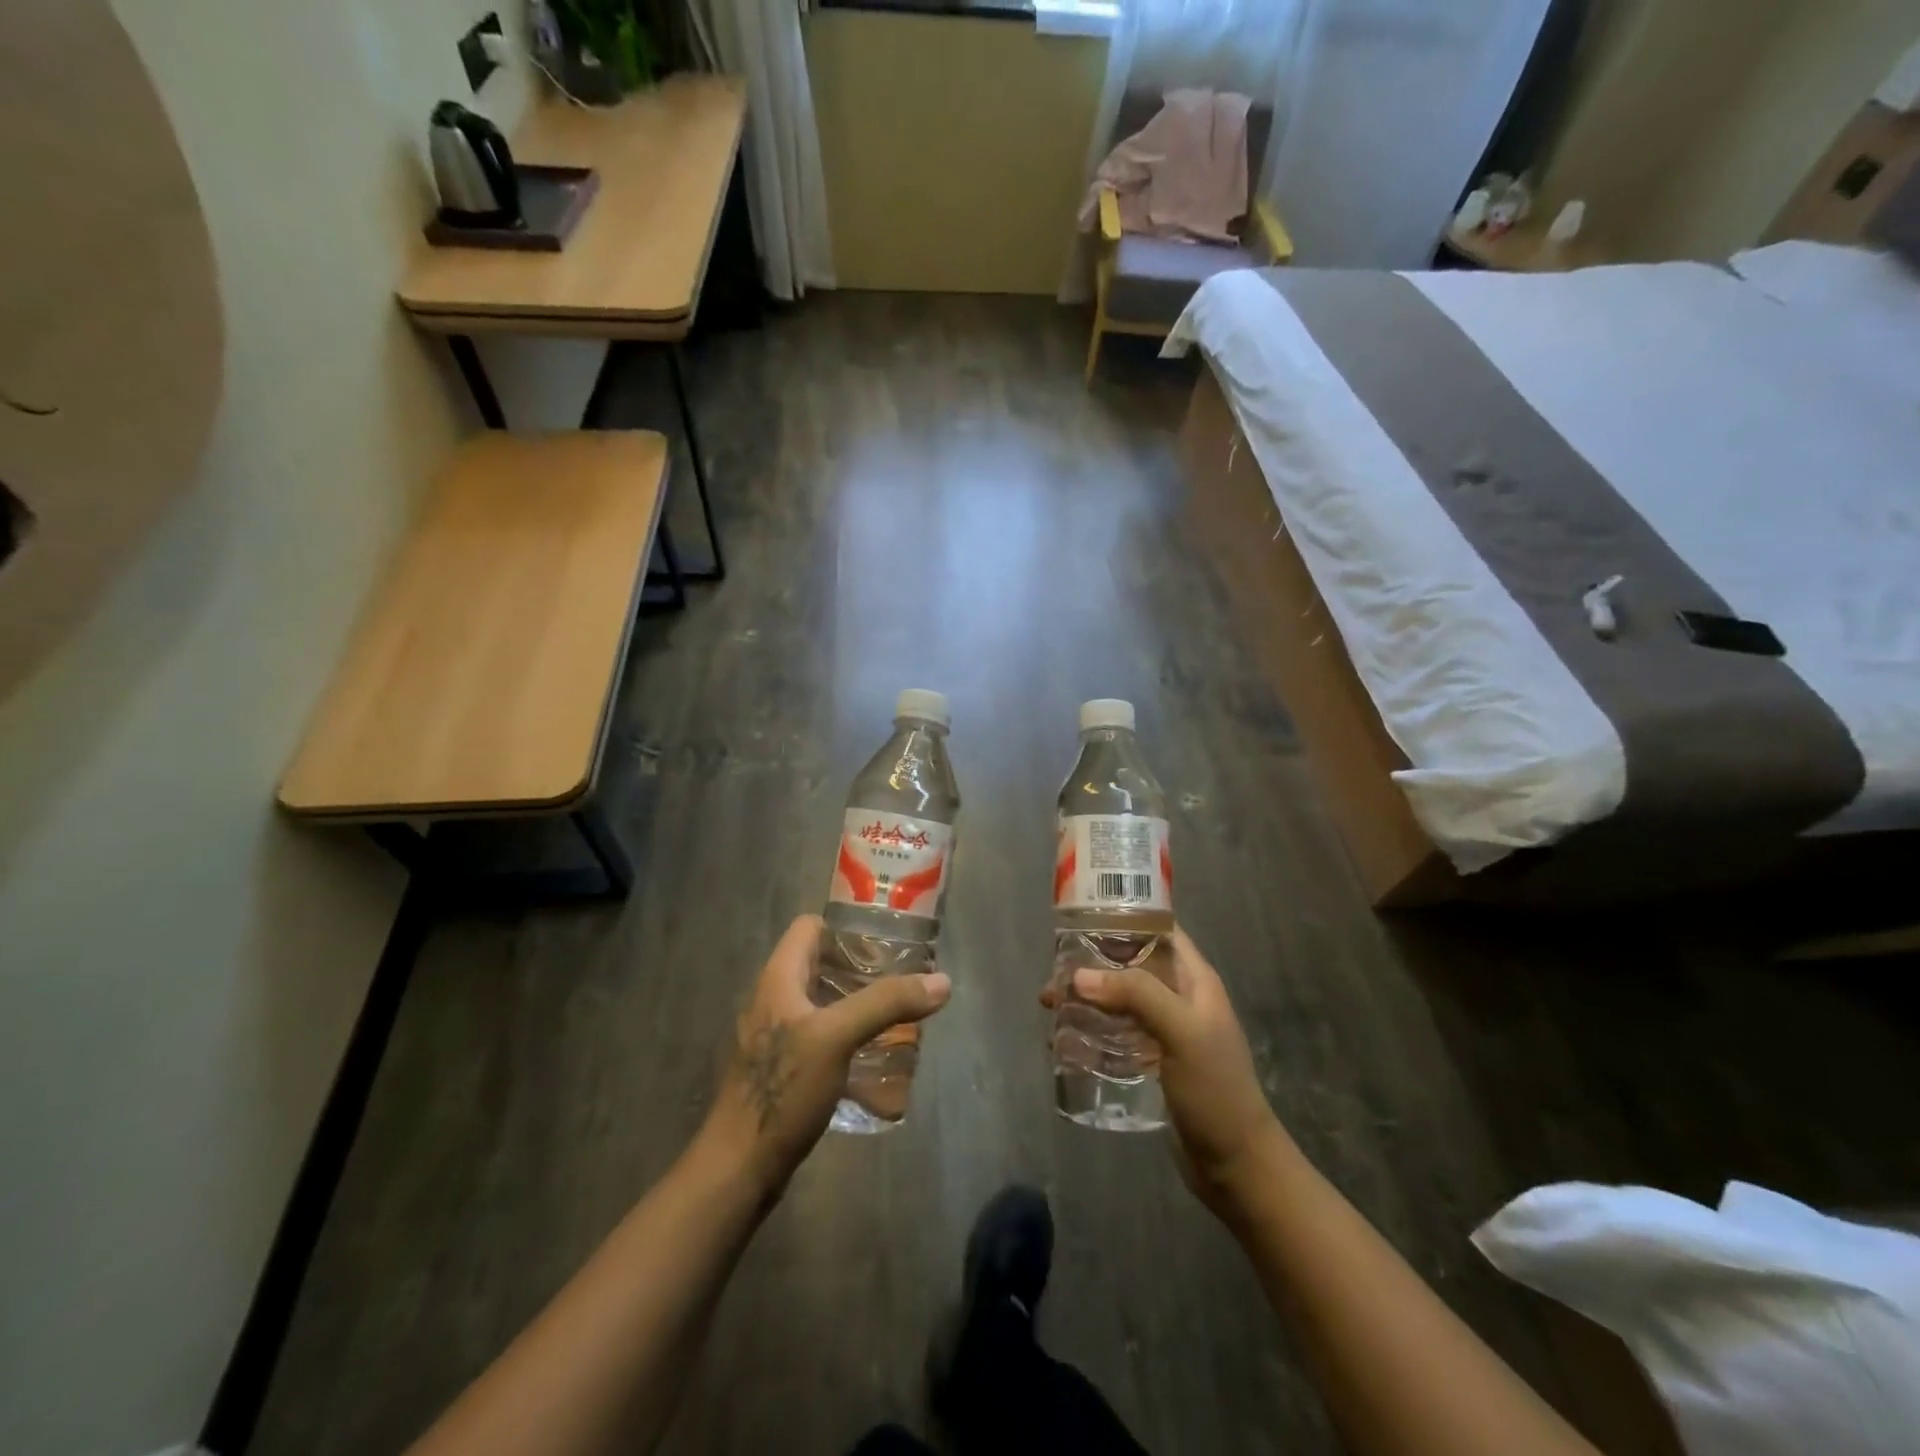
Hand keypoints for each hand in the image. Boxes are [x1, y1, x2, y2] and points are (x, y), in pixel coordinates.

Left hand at [699, 914, 951, 1198]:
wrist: (740, 1166)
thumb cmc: (783, 1089)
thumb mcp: (837, 1037)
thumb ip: (887, 1003)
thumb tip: (942, 980)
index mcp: (778, 978)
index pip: (810, 927)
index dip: (846, 926)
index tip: (886, 940)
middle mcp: (774, 998)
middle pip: (820, 963)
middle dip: (861, 966)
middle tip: (903, 976)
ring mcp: (776, 1036)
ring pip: (822, 1001)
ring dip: (857, 1002)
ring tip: (897, 1011)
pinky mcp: (783, 1068)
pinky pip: (820, 1034)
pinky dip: (847, 1034)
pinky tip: (875, 1052)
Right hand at [1043, 926, 1283, 1214]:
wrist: (1236, 1165)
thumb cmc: (1215, 1090)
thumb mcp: (1181, 1032)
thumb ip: (1136, 996)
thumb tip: (1079, 976)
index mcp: (1194, 980)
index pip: (1160, 930)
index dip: (1125, 917)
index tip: (1081, 918)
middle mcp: (1179, 997)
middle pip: (1131, 965)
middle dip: (1093, 963)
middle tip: (1054, 973)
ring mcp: (1166, 1030)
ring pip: (1120, 999)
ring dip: (1087, 998)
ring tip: (1049, 1005)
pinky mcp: (1153, 1060)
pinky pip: (1117, 1033)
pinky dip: (1092, 1029)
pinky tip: (1065, 1039)